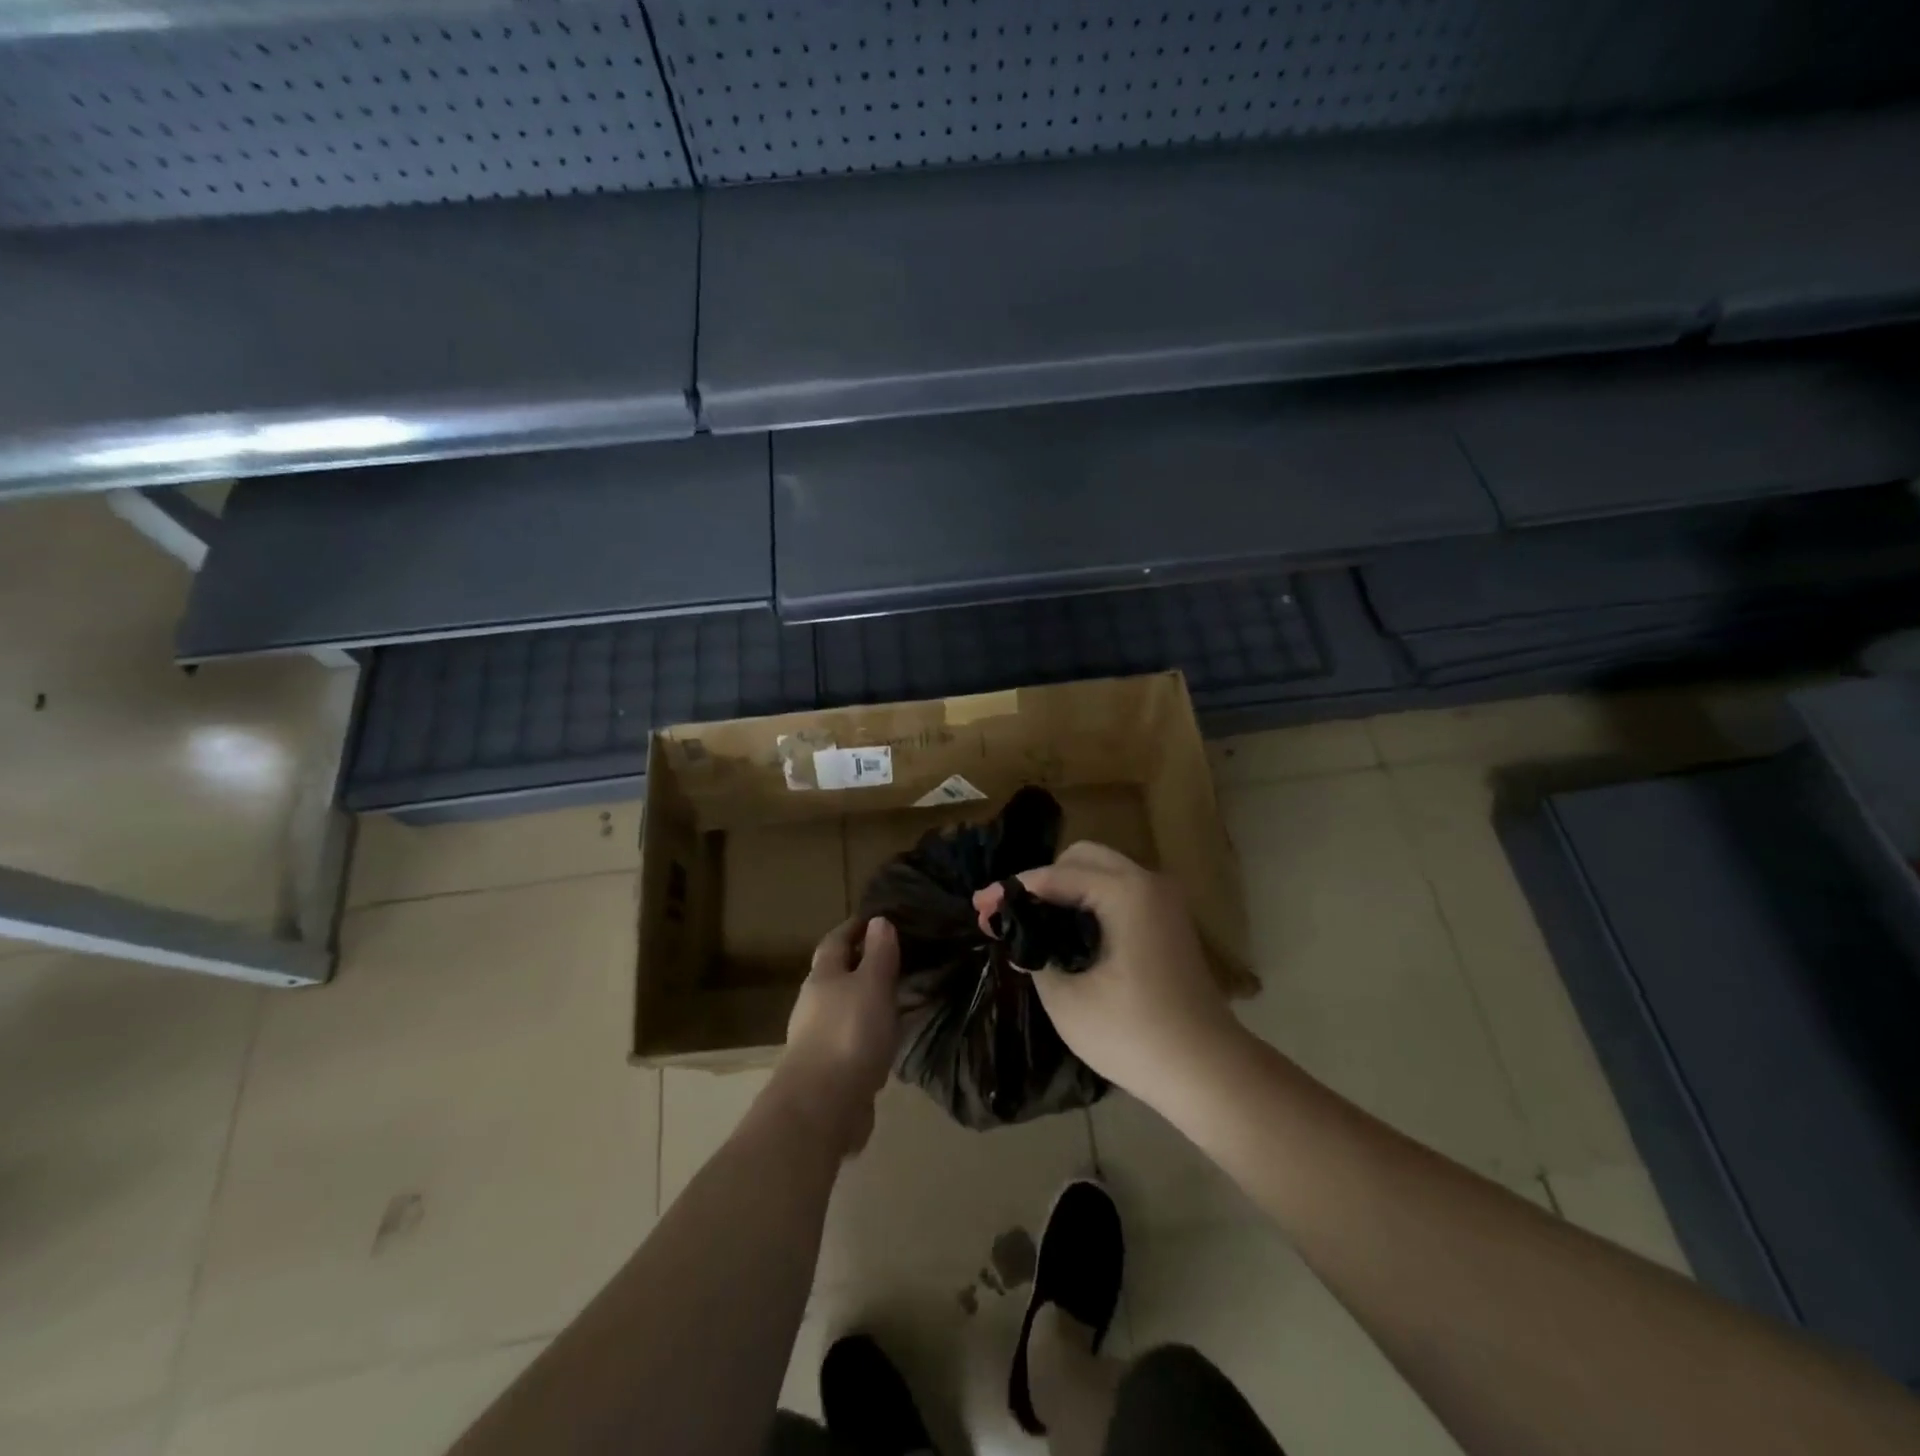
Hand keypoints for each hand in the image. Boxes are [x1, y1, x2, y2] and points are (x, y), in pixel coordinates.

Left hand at [774, 916, 901, 1156]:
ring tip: (898, 998)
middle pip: (836, 975)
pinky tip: (888, 1040)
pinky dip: (869, 1033)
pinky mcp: (828, 1071)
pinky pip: (852, 1040)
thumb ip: (879, 954)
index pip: (835, 941)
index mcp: (822, 977)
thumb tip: (878, 921)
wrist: (822, 1107)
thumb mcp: (873, 984)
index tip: (875, 919)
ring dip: (866, 1001)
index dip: (853, 928)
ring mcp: (817, 1039)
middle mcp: (814, 1004)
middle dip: (861, 965)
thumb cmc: (849, 1033)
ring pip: (845, 1009)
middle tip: (894, 958)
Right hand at [976, 842, 1241, 1107]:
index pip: (1056, 876)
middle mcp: (1148, 883)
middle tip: (1008, 912)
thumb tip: (1020, 939)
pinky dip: (1087, 901)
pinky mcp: (1168, 921)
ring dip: (1064, 889)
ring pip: (1102, 872)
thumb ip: (1036, 955)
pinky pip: (1118, 892)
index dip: (1012, 890)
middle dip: (1040, 880)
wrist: (1208, 1072)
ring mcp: (1164, 901)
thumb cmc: (1134, 1035)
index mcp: (1126, 892)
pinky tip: (1064, 932)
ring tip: (1030, 922)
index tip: (979, 907)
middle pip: (1082, 858)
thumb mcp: (1067, 1000)